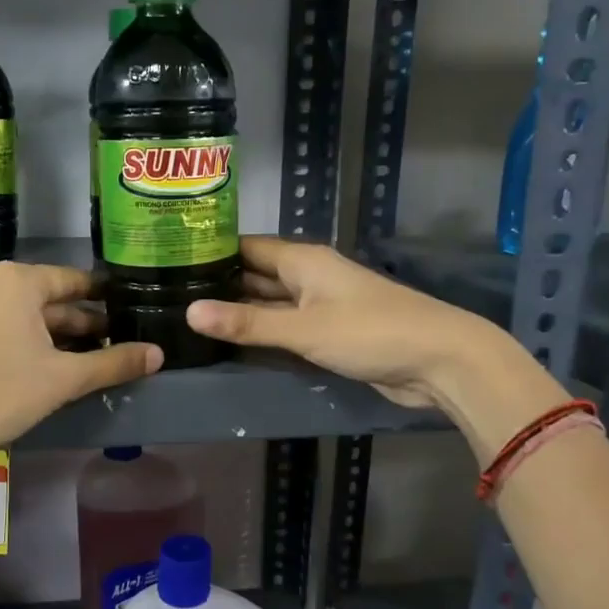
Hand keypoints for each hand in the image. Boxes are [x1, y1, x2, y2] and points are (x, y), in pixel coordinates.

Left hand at [0, 262, 161, 458]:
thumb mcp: (64, 379)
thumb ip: (114, 362)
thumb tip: (157, 354)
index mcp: (17, 281)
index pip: (74, 281)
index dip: (103, 298)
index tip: (126, 311)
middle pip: (47, 299)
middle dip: (80, 322)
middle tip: (113, 343)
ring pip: (22, 314)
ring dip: (53, 334)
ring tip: (84, 358)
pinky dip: (24, 340)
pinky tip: (42, 366)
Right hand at [185, 236, 488, 408]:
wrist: (439, 361)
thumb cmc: (370, 332)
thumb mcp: (303, 328)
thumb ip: (247, 323)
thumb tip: (189, 312)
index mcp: (302, 260)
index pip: (246, 247)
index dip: (211, 251)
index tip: (169, 258)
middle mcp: (308, 277)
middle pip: (255, 274)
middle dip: (219, 283)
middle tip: (169, 294)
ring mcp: (320, 306)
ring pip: (270, 303)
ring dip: (239, 310)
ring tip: (189, 317)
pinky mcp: (329, 334)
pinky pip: (286, 327)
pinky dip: (262, 332)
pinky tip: (232, 342)